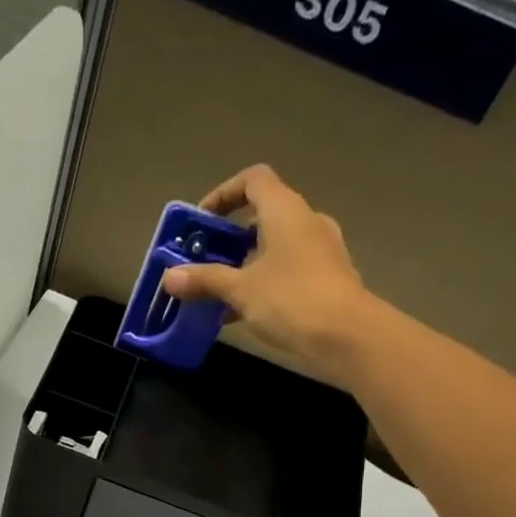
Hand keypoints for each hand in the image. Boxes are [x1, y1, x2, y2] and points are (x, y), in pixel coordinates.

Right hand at [161, 164, 375, 377]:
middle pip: (263, 216)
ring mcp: (320, 250)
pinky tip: (244, 313)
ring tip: (220, 293)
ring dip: (246, 265)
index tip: (202, 222)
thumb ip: (205, 280)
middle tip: (205, 262)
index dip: (224, 194)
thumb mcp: (241, 290)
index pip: (253, 180)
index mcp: (285, 210)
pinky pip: (288, 272)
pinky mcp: (327, 279)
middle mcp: (306, 221)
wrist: (346, 336)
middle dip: (231, 238)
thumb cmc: (291, 300)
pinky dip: (264, 283)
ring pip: (275, 247)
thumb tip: (169, 277)